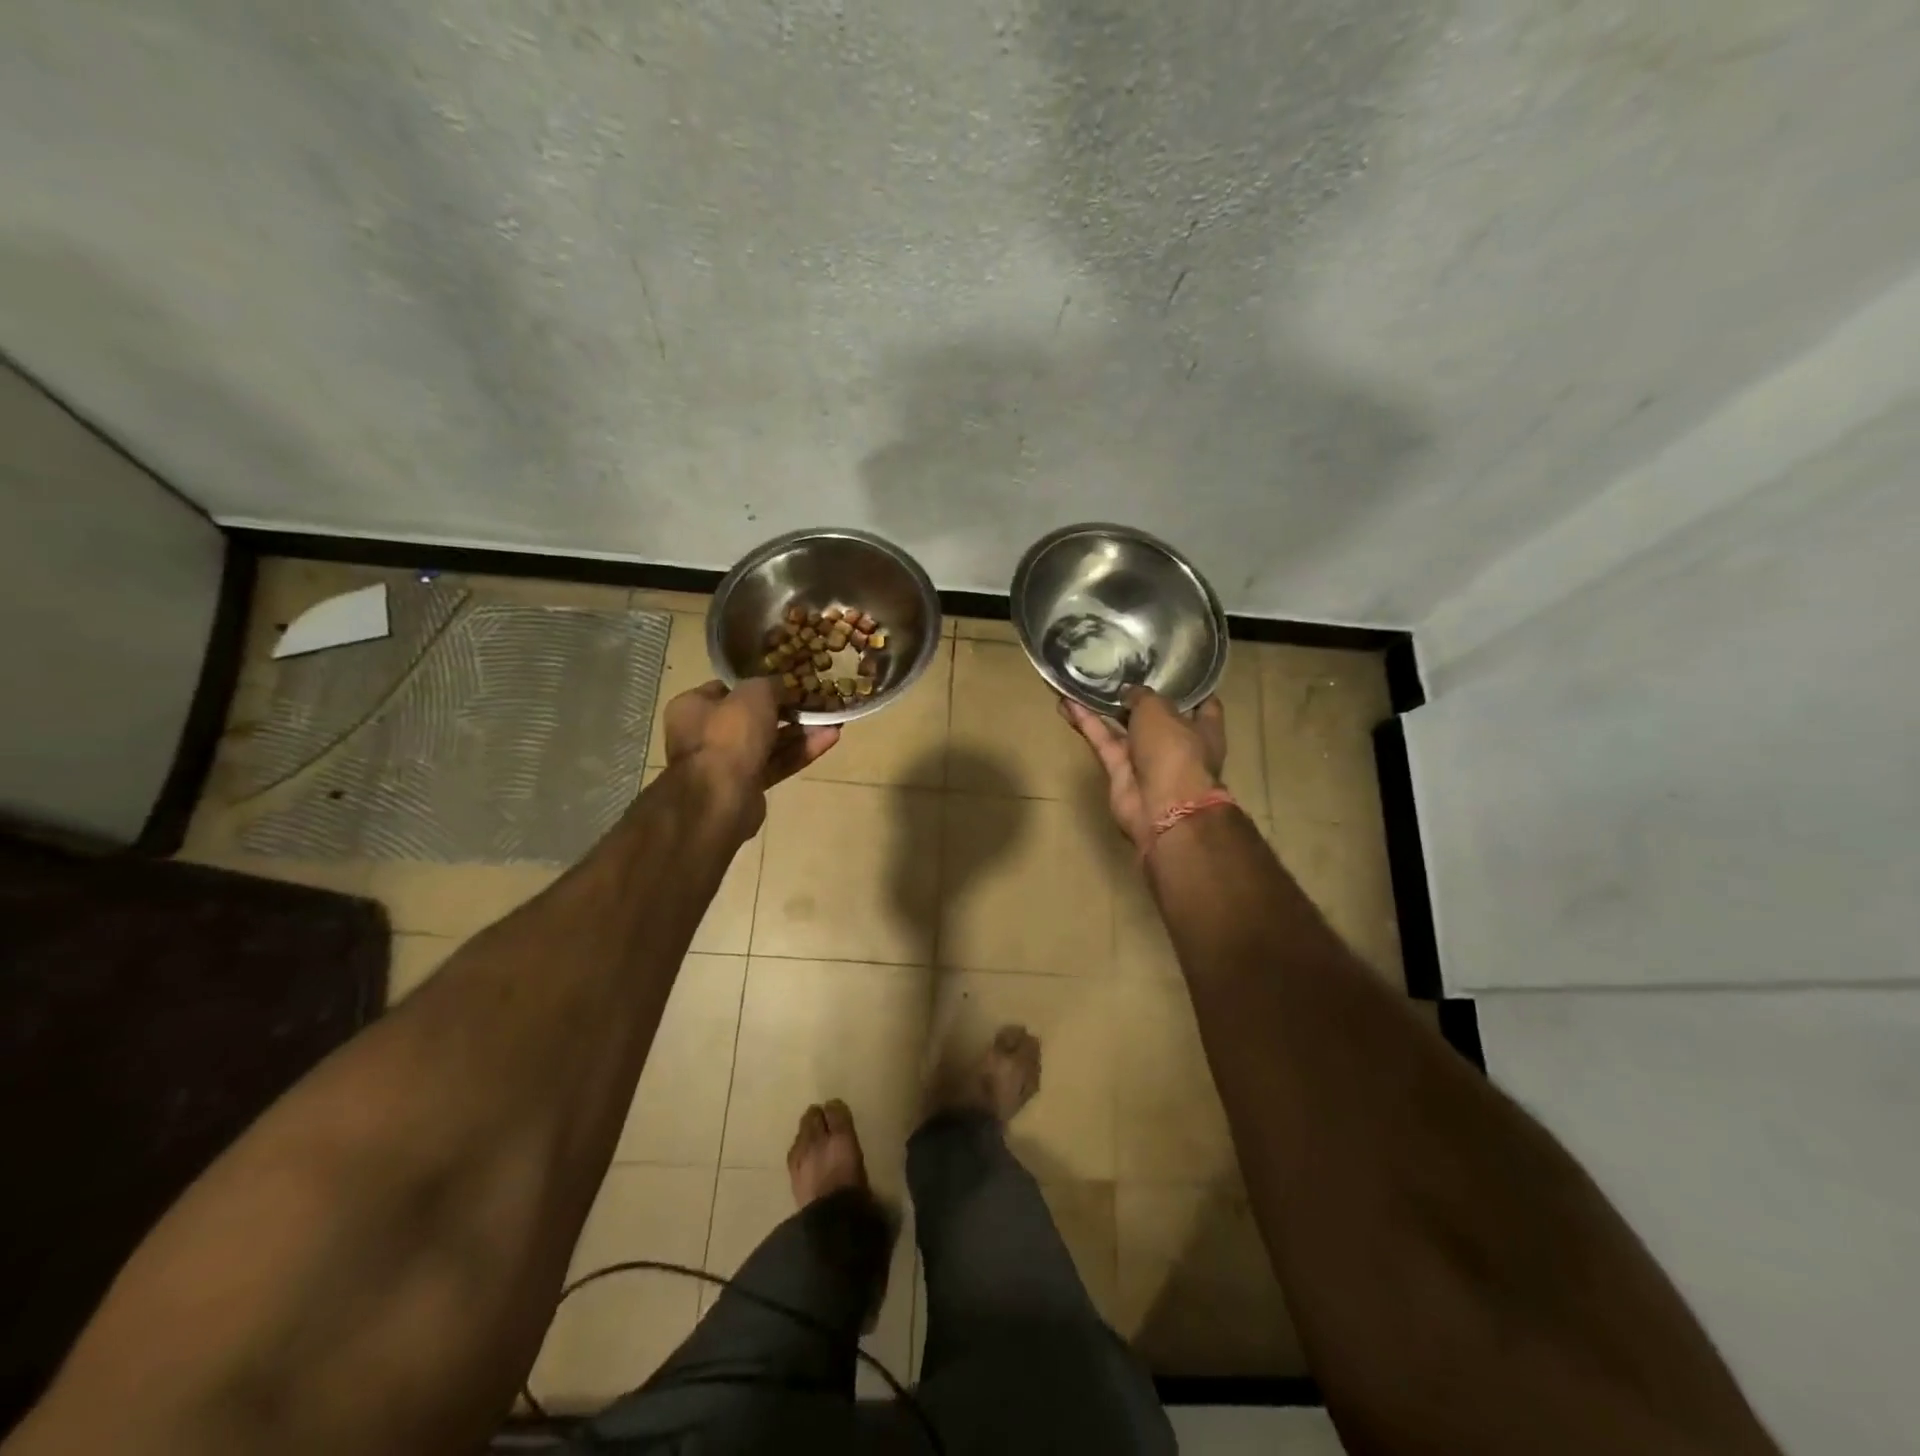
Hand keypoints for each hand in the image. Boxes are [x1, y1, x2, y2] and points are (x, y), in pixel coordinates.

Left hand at [663, 678, 838, 834]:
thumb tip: (782, 685)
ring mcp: (727, 763)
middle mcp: (706, 734)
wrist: (720, 798)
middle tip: (816, 701)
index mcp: (693, 707)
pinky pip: (777, 763)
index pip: (729, 689)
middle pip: (752, 717)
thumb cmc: (729, 735)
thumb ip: (770, 684)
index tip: (788, 681)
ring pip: (769, 742)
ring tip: (833, 720)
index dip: (759, 683)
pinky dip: (800, 752)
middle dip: (787, 710)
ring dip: (801, 731)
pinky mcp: (748, 786)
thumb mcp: (753, 694)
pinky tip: (830, 739)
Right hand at [1058, 688, 1225, 851]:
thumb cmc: (1174, 750)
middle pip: (1155, 716)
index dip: (1186, 686)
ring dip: (1103, 708)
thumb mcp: (1159, 709)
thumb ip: (1142, 696)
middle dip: (1137, 696)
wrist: (1162, 806)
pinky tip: (1067, 703)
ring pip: (1122, 727)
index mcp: (1203, 728)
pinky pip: (1102, 740)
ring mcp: (1146, 759)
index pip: (1200, 703)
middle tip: (1115, 672)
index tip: (1168, 668)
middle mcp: (1176, 743)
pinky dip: (1087, 723)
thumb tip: (1128, 692)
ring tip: (1082, 683)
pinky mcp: (1120, 771)